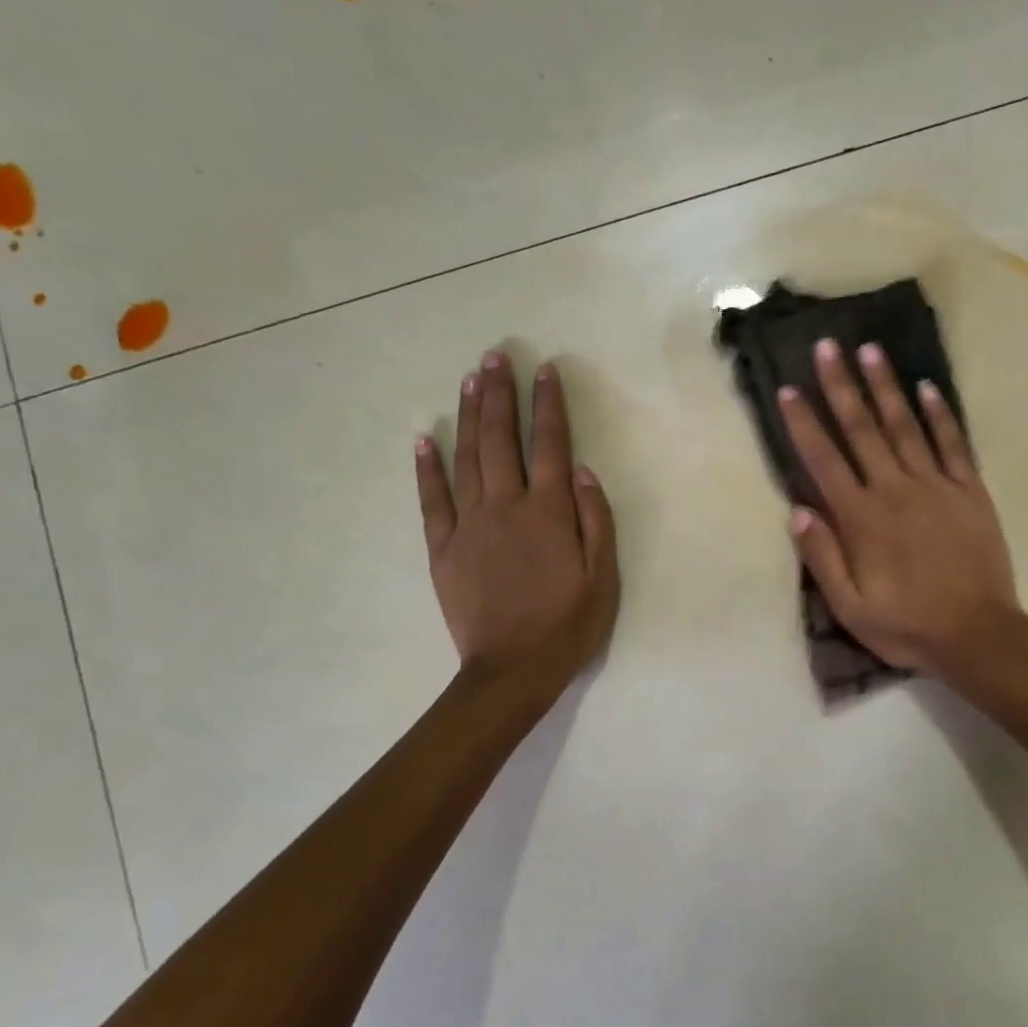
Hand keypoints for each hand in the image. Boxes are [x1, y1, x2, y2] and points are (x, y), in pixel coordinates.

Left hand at [415, 351, 619, 691]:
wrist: (512, 670)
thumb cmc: (568, 625)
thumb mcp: (603, 577)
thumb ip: (596, 520)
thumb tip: (584, 471)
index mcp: (550, 513)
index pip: (551, 445)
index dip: (549, 405)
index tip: (546, 370)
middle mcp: (507, 507)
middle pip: (501, 440)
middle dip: (499, 394)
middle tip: (494, 356)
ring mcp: (469, 525)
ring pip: (467, 459)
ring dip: (469, 416)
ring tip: (469, 380)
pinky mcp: (443, 549)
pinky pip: (432, 500)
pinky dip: (427, 468)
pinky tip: (424, 439)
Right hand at [778, 339, 1019, 674]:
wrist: (978, 634)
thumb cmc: (907, 625)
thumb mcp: (850, 607)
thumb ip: (822, 558)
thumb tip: (797, 510)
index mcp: (861, 519)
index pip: (824, 460)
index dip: (803, 423)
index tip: (788, 389)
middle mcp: (895, 490)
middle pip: (862, 430)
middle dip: (841, 386)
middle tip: (827, 346)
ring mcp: (936, 486)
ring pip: (905, 426)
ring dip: (886, 387)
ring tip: (871, 350)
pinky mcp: (969, 491)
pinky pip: (953, 444)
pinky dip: (940, 414)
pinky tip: (928, 387)